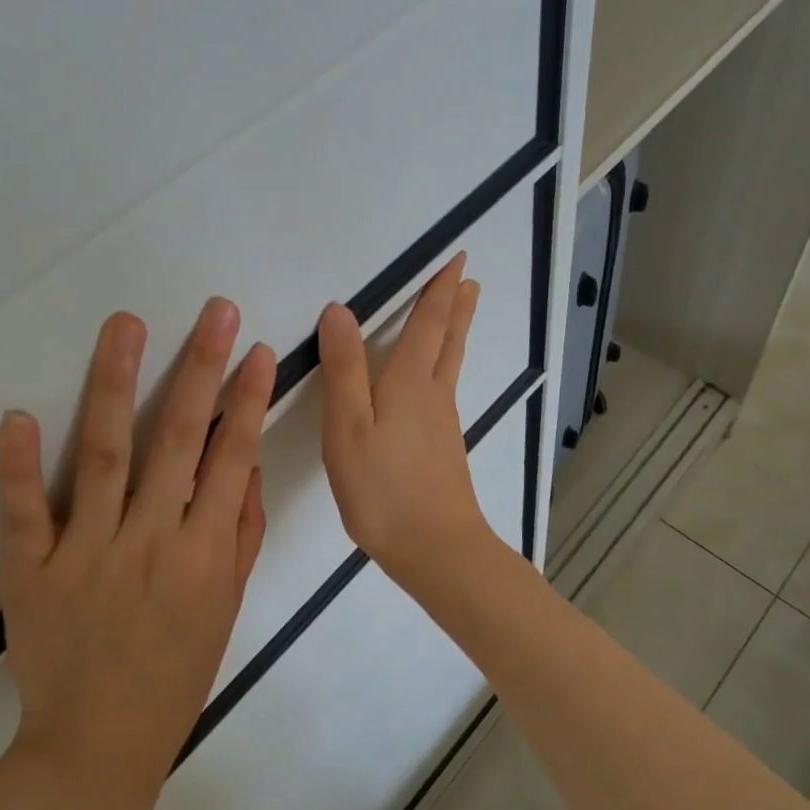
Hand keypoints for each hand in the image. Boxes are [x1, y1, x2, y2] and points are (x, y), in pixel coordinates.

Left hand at [0, 298, 274, 799]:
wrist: (98, 743)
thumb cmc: (178, 669)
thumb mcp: (228, 604)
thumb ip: (240, 531)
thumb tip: (245, 463)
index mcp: (202, 554)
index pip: (231, 458)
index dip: (248, 400)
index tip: (260, 351)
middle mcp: (148, 542)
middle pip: (176, 439)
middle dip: (200, 368)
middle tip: (215, 312)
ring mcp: (85, 554)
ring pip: (104, 455)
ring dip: (117, 384)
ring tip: (126, 326)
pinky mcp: (30, 572)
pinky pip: (23, 512)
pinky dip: (17, 465)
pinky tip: (19, 415)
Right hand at [316, 255, 488, 577]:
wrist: (435, 549)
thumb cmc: (383, 487)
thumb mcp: (349, 425)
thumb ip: (344, 368)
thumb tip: (340, 310)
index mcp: (411, 382)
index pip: (429, 323)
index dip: (440, 290)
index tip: (458, 261)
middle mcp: (434, 395)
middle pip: (448, 341)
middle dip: (456, 308)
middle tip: (469, 280)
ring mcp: (443, 423)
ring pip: (450, 365)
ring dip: (455, 333)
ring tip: (460, 313)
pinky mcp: (443, 449)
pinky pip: (444, 391)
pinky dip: (445, 366)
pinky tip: (435, 382)